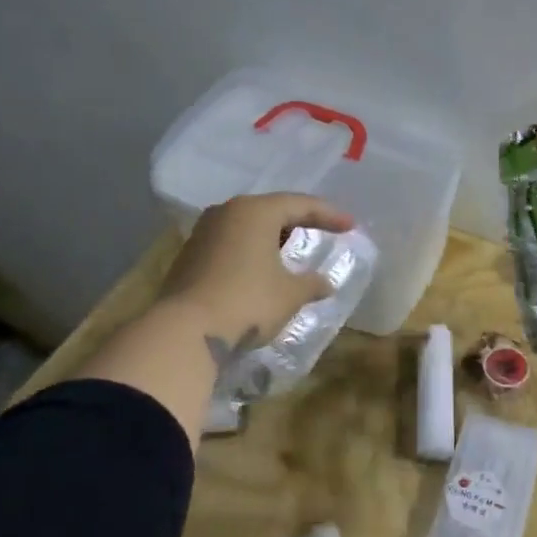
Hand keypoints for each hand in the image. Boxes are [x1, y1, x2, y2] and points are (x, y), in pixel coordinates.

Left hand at [155, 192, 355, 349]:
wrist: (186, 332)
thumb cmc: (248, 302)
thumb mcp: (290, 294)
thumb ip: (311, 284)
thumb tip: (326, 284)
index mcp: (255, 211)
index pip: (300, 204)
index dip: (329, 215)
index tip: (350, 226)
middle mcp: (227, 213)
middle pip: (271, 210)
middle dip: (298, 221)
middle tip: (321, 231)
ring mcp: (204, 233)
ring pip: (248, 226)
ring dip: (272, 237)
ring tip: (292, 251)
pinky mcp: (190, 256)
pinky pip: (231, 243)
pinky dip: (252, 251)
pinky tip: (262, 269)